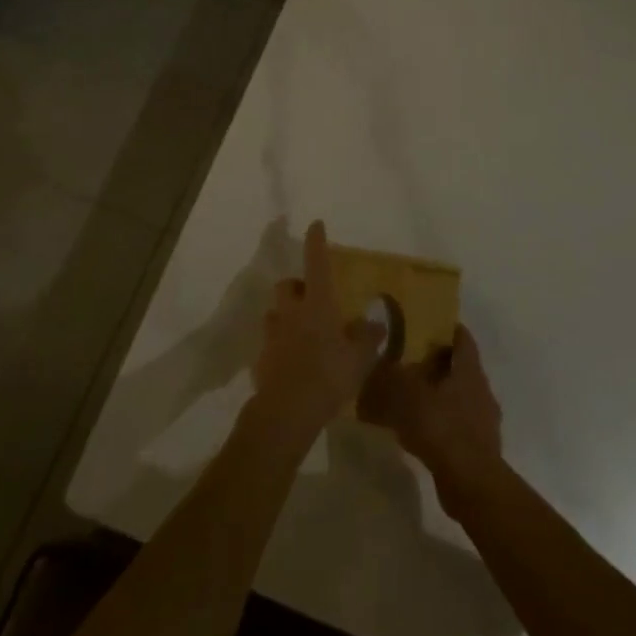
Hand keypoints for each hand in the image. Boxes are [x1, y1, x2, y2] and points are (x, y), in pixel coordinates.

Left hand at [248, 221, 384, 445]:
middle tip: (311, 297)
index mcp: (317, 304)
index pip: (316, 263)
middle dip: (296, 286)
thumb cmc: (328, 376)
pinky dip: (279, 345)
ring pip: (275, 313)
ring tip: (301, 331)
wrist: (286, 411)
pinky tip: (291, 362)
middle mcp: (291, 312)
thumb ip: (367, 337)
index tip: (316, 224)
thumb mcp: (359, 358)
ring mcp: (272, 335)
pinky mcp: (260, 359)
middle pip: (287, 286)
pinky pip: (270, 343)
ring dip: (285, 315)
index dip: (316, 242)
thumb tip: (375, 322)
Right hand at [359, 325, 503, 506]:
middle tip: (408, 362)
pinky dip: (440, 421)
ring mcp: (483, 418)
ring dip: (438, 394)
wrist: (470, 482)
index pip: (461, 336)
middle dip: (436, 363)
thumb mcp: (405, 395)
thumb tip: (377, 363)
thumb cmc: (440, 427)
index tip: (422, 326)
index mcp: (468, 368)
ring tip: (410, 398)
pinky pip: (457, 423)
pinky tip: (419, 431)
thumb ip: (389, 376)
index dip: (444, 328)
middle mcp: (481, 388)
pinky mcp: (479, 445)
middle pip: (459, 366)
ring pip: (458, 396)